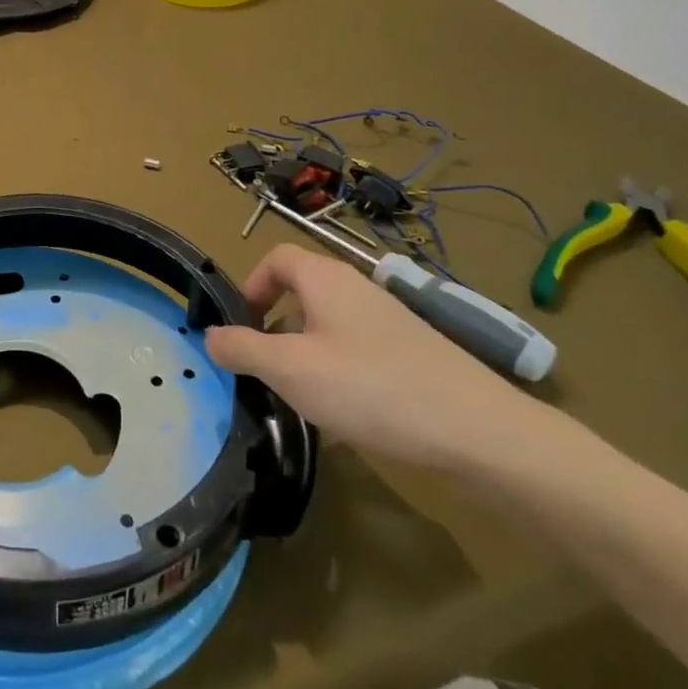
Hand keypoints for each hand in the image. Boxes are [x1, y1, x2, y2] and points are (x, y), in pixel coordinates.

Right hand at [206, 244, 561, 473]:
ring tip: (302, 398)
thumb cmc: (370, 387)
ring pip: (327, 326)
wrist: (477, 430)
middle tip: (265, 369)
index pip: (276, 258)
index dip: (251, 286)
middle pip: (301, 291)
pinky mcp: (410, 353)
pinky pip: (356, 351)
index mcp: (325, 278)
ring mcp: (388, 321)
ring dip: (304, 354)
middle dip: (274, 327)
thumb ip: (242, 348)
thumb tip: (210, 335)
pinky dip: (338, 373)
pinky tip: (346, 416)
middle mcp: (357, 288)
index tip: (242, 328)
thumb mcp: (290, 370)